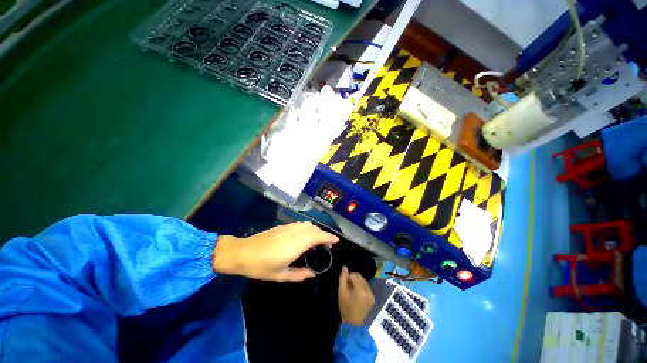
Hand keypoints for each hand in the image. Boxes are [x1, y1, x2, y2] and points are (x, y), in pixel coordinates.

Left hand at [213, 221, 338, 281]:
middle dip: (324, 234)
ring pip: (308, 225)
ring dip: (316, 231)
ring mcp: (288, 227)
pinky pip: (300, 224)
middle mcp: (295, 233)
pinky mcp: (283, 226)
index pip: (318, 236)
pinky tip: (304, 236)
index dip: (329, 237)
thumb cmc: (261, 266)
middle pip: (315, 229)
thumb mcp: (281, 276)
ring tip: (317, 241)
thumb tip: (312, 274)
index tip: (336, 241)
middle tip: (328, 244)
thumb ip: (299, 275)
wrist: (243, 252)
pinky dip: (307, 228)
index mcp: (296, 244)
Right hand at [338, 266, 374, 325]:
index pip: (354, 275)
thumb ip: (343, 278)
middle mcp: (368, 291)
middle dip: (353, 279)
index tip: (345, 285)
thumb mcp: (341, 292)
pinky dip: (361, 287)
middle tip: (348, 287)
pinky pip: (366, 286)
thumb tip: (344, 267)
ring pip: (363, 281)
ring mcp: (372, 294)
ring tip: (352, 291)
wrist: (352, 323)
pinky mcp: (372, 298)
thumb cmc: (345, 307)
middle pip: (360, 277)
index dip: (348, 277)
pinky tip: (357, 294)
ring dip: (357, 282)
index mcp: (361, 290)